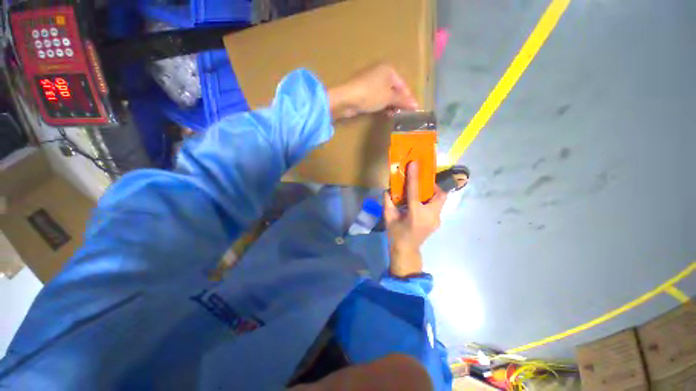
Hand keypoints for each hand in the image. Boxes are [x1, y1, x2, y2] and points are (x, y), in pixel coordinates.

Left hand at [328, 63, 418, 119]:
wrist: (347, 98)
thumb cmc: (371, 94)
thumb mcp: (389, 97)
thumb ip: (402, 100)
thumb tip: (416, 104)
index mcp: (388, 69)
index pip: (403, 84)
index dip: (408, 97)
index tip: (413, 109)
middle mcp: (379, 72)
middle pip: (393, 89)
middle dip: (398, 102)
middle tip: (402, 113)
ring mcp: (370, 81)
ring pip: (385, 94)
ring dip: (390, 105)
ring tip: (393, 114)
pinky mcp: (363, 91)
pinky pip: (376, 97)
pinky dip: (381, 105)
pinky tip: (384, 113)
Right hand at [383, 162, 446, 277]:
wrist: (406, 250)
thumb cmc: (396, 234)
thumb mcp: (388, 218)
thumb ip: (387, 202)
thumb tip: (387, 190)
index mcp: (415, 214)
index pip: (416, 191)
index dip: (415, 177)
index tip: (415, 163)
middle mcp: (430, 216)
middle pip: (440, 195)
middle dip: (432, 186)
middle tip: (421, 184)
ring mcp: (436, 220)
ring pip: (441, 200)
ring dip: (432, 193)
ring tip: (421, 193)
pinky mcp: (437, 222)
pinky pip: (437, 207)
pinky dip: (430, 201)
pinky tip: (421, 204)